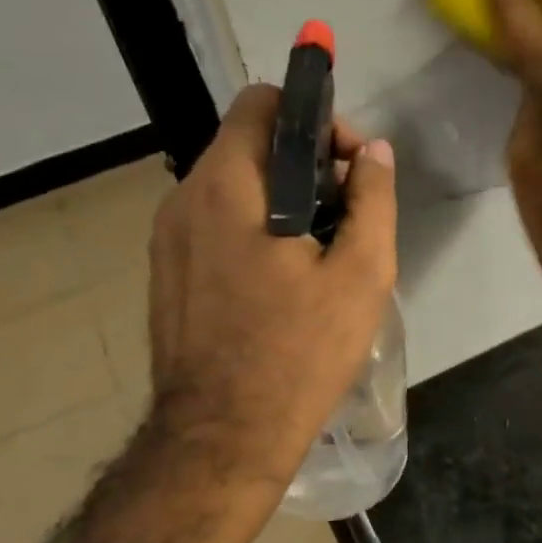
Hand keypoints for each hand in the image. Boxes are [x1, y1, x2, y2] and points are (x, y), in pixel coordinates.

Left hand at [145, 86, 396, 505]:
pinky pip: (214, 223)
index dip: (314, 117)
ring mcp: (167, 239)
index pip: (262, 104)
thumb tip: (375, 153)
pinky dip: (253, 225)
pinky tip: (284, 277)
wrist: (222, 438)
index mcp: (228, 187)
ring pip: (232, 185)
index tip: (350, 163)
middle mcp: (184, 199)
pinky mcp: (166, 273)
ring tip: (322, 247)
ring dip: (281, 195)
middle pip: (248, 144)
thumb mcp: (361, 274)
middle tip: (348, 210)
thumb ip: (373, 200)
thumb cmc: (299, 353)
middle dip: (305, 161)